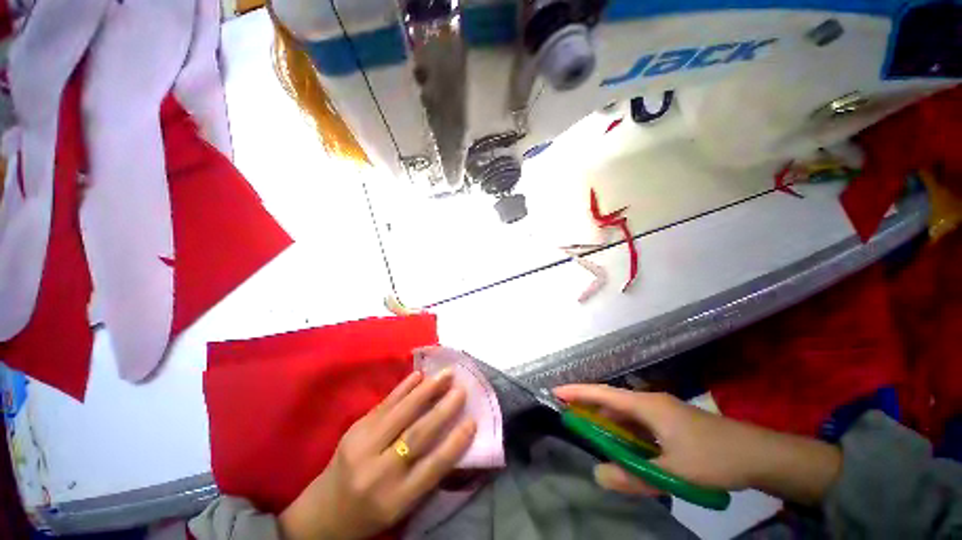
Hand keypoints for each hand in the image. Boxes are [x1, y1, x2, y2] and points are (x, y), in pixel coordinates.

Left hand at [280, 370, 476, 539]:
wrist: (323, 513)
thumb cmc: (371, 512)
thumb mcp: (402, 505)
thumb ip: (426, 474)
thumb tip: (452, 436)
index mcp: (395, 500)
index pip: (432, 468)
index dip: (455, 443)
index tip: (473, 421)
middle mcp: (379, 473)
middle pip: (417, 435)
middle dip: (443, 409)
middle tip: (462, 389)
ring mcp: (363, 448)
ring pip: (401, 414)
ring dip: (426, 391)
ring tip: (445, 374)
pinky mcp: (354, 430)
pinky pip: (384, 405)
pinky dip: (403, 388)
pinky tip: (418, 375)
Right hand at [554, 384, 840, 504]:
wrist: (758, 454)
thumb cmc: (713, 458)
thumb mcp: (672, 472)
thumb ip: (633, 476)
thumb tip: (598, 474)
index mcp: (647, 405)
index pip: (603, 393)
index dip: (578, 392)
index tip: (556, 392)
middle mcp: (650, 402)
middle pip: (611, 401)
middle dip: (588, 407)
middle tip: (568, 417)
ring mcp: (662, 411)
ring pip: (625, 413)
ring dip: (607, 421)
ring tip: (590, 433)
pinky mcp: (671, 423)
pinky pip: (638, 424)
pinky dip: (624, 432)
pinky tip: (623, 446)